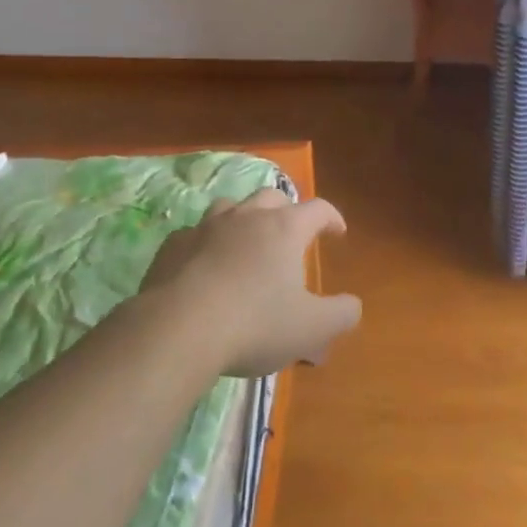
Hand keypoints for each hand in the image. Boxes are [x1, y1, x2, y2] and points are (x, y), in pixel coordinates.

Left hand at [140, 189, 360, 377]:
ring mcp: (206, 226)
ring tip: (246, 242)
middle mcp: (247, 216)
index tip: (337, 232)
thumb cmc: (255, 324)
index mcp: (285, 229)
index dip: (332, 218)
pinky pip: (195, 234)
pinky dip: (206, 243)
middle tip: (291, 234)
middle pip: (272, 198)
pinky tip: (204, 265)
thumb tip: (352, 305)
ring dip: (243, 219)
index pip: (318, 209)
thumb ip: (341, 314)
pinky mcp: (174, 244)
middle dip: (286, 211)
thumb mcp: (312, 328)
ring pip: (230, 206)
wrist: (178, 328)